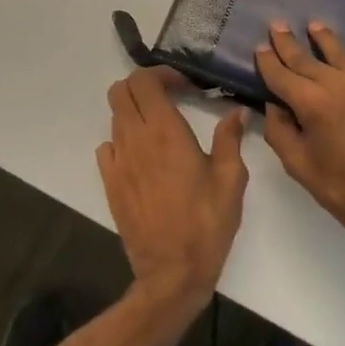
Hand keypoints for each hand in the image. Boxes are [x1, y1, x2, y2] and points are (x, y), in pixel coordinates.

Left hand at [97, 68, 247, 310]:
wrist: (172, 272)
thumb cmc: (207, 223)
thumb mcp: (230, 179)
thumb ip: (230, 139)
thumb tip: (236, 113)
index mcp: (165, 132)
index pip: (144, 81)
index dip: (162, 74)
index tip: (185, 85)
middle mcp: (135, 140)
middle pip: (120, 91)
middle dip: (144, 86)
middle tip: (171, 98)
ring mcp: (118, 162)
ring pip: (115, 117)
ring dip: (135, 112)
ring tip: (162, 127)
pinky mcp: (110, 183)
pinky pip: (108, 146)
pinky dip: (123, 139)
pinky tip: (144, 156)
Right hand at [255, 21, 344, 259]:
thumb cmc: (341, 189)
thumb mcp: (298, 164)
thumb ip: (279, 129)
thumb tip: (273, 104)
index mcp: (315, 104)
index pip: (284, 75)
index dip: (269, 61)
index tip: (260, 46)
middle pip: (310, 59)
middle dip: (291, 44)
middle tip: (278, 25)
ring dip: (326, 41)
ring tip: (315, 26)